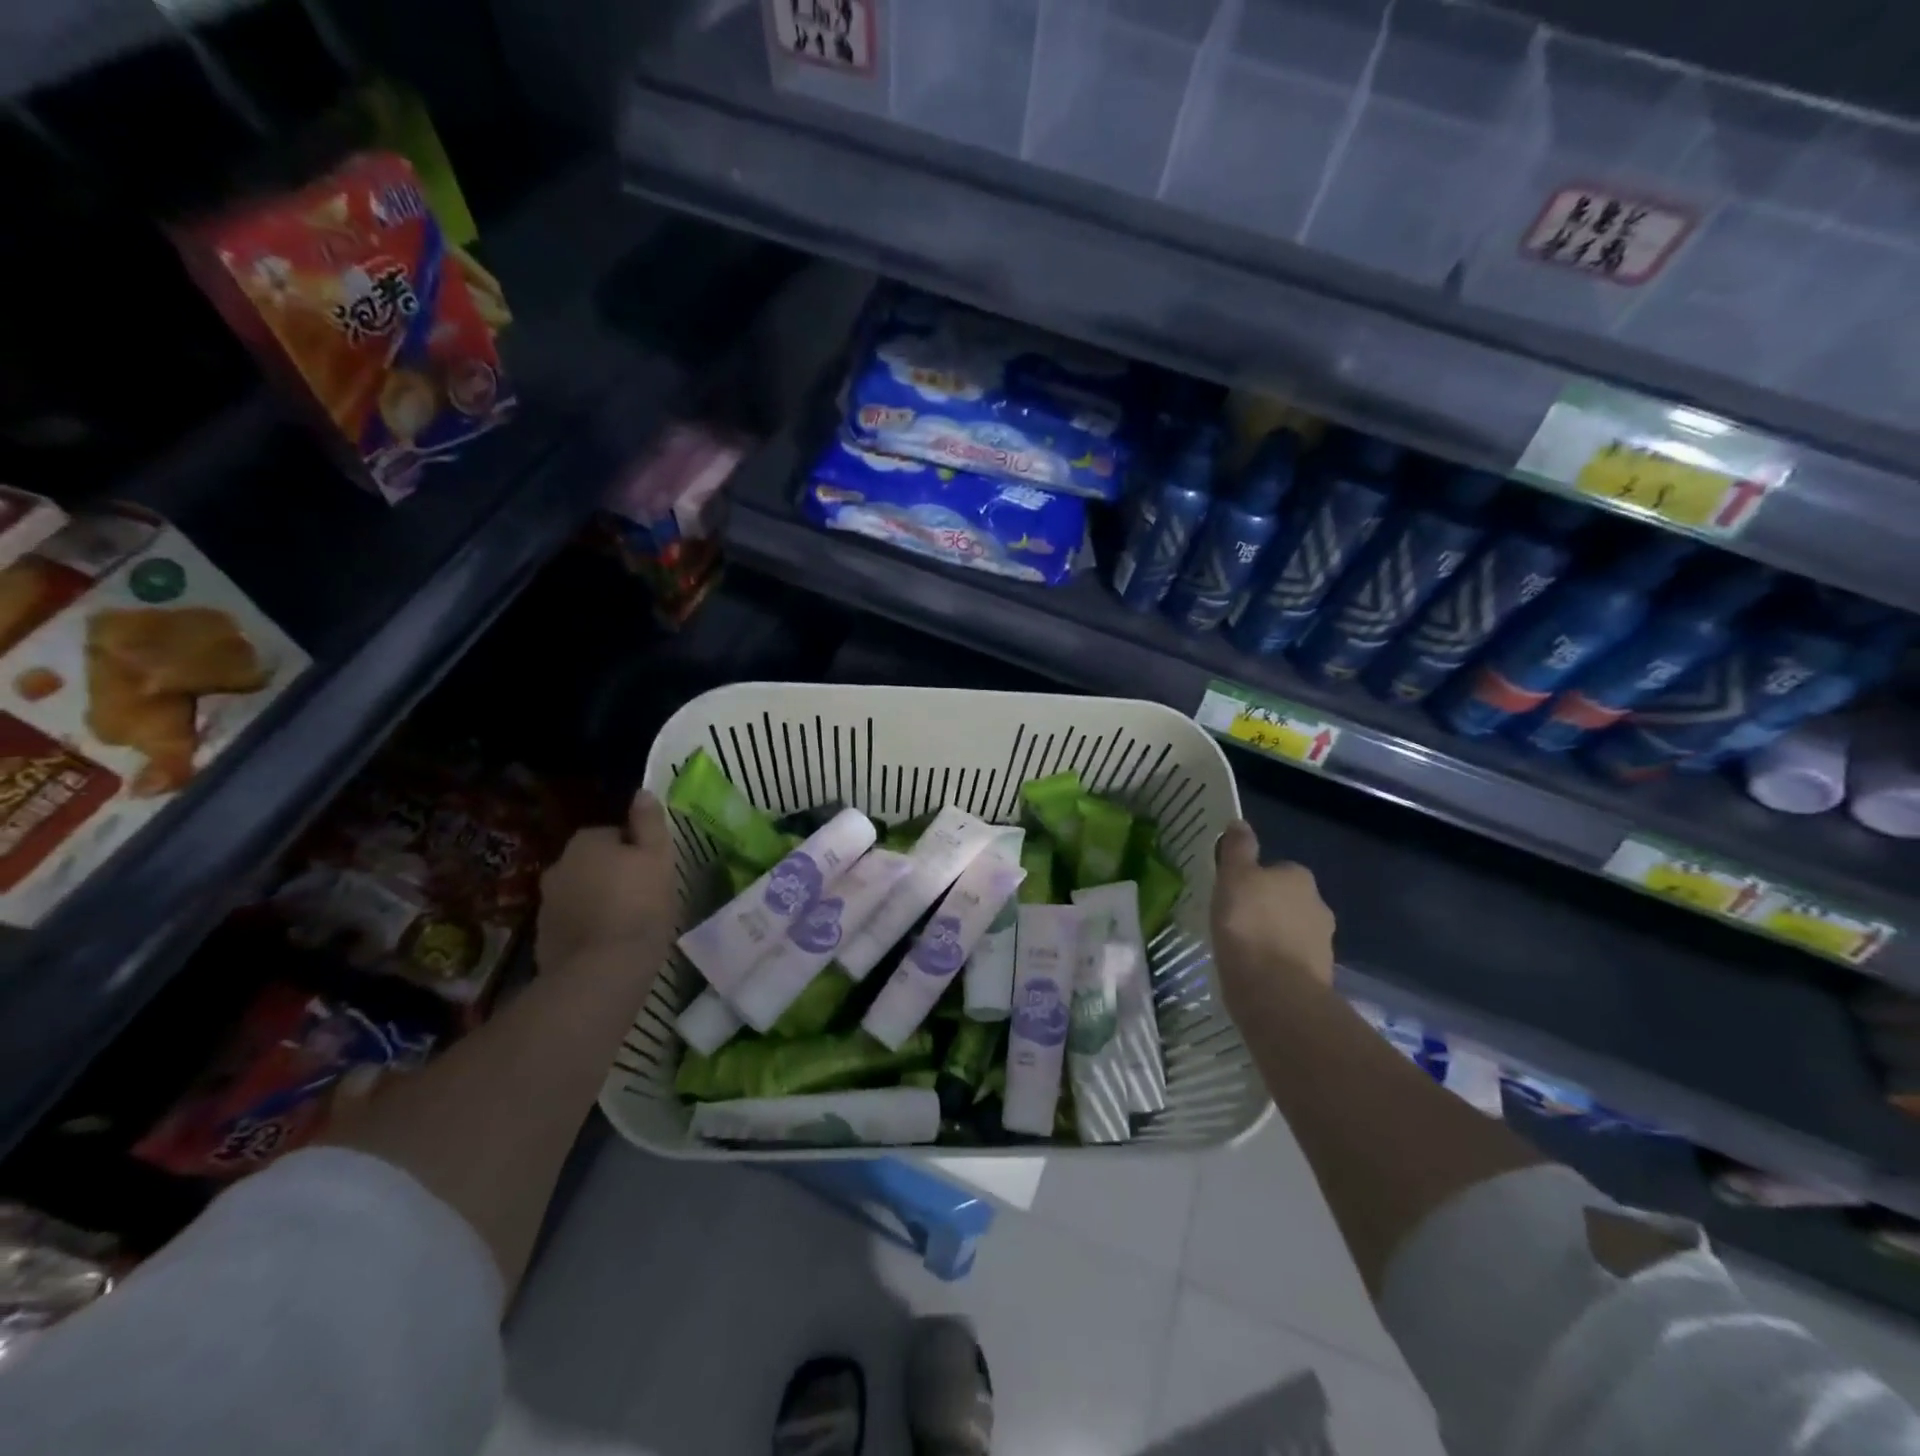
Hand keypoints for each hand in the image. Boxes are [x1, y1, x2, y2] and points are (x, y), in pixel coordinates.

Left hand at [536, 790, 676, 980]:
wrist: (601, 971)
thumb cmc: (639, 906)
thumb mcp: (658, 858)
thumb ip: (649, 823)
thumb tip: (642, 793)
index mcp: (586, 842)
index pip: (615, 835)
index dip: (637, 851)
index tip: (654, 872)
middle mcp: (558, 866)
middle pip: (594, 863)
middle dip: (614, 875)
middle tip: (644, 897)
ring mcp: (546, 904)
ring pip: (582, 893)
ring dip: (600, 901)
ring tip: (629, 923)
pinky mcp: (544, 939)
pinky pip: (573, 923)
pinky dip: (588, 929)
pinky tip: (610, 945)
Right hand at [1210, 820, 1335, 1017]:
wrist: (1275, 992)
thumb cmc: (1248, 925)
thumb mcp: (1233, 877)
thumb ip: (1238, 849)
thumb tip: (1240, 823)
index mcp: (1299, 877)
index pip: (1276, 870)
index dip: (1253, 880)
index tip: (1231, 894)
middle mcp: (1318, 905)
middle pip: (1286, 901)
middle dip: (1266, 909)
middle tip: (1233, 921)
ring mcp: (1322, 944)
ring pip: (1290, 932)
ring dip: (1271, 938)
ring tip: (1240, 950)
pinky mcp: (1318, 977)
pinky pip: (1291, 962)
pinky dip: (1276, 965)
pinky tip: (1254, 973)